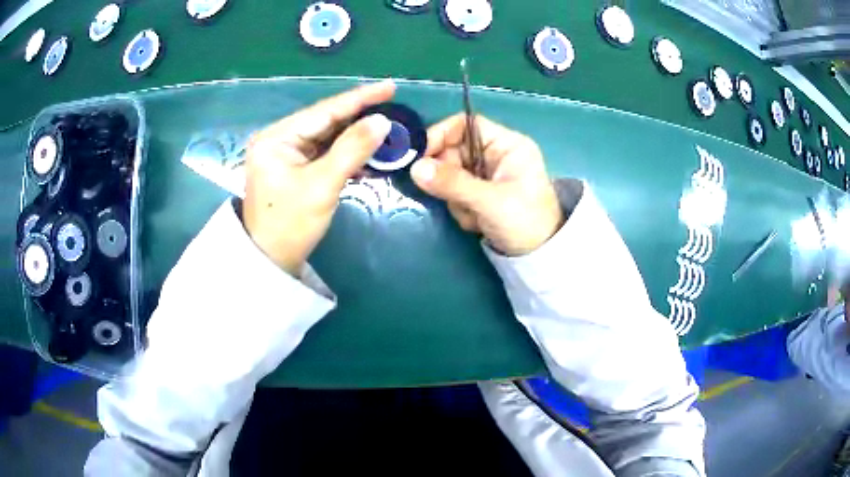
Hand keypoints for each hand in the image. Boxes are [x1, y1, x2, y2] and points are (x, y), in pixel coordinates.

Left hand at [243, 81, 394, 274]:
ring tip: (388, 126)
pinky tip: (370, 150)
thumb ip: (352, 149)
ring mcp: (286, 154)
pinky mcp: (295, 168)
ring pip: (328, 136)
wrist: (270, 261)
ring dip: (356, 134)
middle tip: (394, 105)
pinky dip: (347, 152)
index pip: (324, 110)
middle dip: (360, 115)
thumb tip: (382, 121)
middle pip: (326, 121)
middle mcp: (279, 139)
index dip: (359, 98)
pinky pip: (325, 152)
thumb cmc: (289, 225)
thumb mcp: (322, 185)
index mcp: (277, 137)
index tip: (390, 87)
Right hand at [410, 114, 562, 255]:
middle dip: (449, 178)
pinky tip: (477, 222)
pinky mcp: (480, 193)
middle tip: (450, 197)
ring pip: (451, 175)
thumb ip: (453, 183)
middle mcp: (495, 155)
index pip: (467, 125)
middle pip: (454, 151)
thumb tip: (415, 168)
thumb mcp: (490, 201)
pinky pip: (455, 193)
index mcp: (507, 145)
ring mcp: (486, 175)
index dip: (442, 134)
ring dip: (456, 198)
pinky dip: (461, 209)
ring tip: (475, 215)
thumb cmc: (525, 222)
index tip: (421, 154)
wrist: (538, 257)